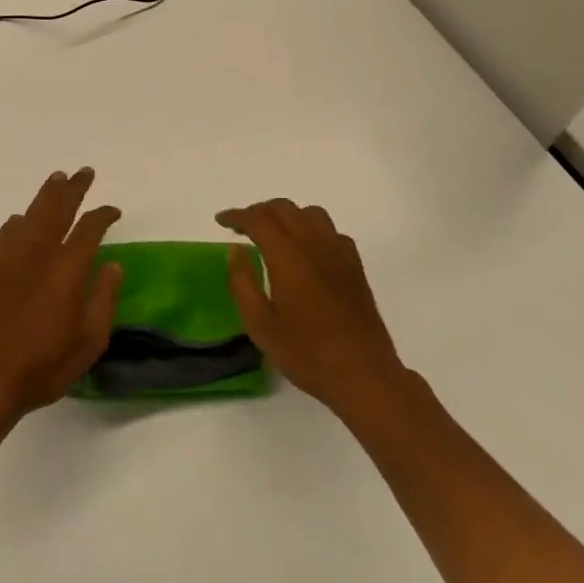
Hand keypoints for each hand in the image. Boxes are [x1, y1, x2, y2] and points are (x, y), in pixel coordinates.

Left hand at [0, 169, 121, 425]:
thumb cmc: (44, 364)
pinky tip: (22, 220)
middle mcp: (39, 253)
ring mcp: (12, 258)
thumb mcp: (89, 341)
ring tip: (58, 179)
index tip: (113, 211)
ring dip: (47, 194)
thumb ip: (104, 298)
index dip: (103, 215)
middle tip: (85, 173)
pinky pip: (8, 232)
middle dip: (73, 188)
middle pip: (57, 208)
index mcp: (67, 268)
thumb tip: (112, 264)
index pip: (89, 227)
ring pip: (32, 213)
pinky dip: (20, 219)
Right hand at [217, 199, 406, 416]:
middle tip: (242, 228)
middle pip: (283, 208)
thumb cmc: (306, 352)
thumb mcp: (260, 325)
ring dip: (288, 215)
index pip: (257, 219)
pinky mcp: (355, 264)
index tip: (221, 221)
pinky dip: (312, 229)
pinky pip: (330, 231)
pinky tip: (308, 251)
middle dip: (259, 211)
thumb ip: (242, 282)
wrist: (363, 374)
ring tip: (275, 234)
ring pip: (310, 213)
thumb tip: (235, 250)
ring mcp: (338, 251)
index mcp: (287, 254)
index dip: (237, 216)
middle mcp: (313, 243)